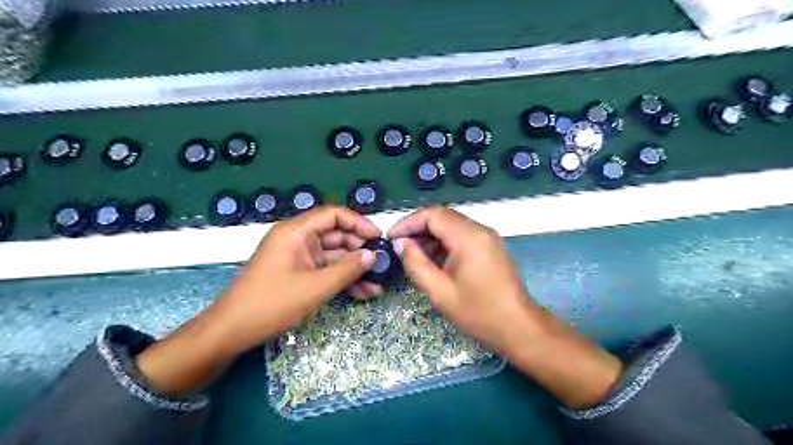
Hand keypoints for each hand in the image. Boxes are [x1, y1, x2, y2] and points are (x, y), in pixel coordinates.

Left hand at [206, 205, 379, 354]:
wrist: (232, 331)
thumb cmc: (272, 303)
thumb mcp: (315, 287)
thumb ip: (347, 269)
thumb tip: (373, 255)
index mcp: (296, 231)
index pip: (333, 214)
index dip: (358, 223)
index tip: (378, 237)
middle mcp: (298, 239)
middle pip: (336, 235)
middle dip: (360, 250)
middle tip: (382, 264)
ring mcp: (299, 257)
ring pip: (333, 256)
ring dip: (354, 269)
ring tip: (377, 284)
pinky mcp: (299, 273)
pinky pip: (325, 270)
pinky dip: (342, 279)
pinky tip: (363, 292)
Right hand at [387, 207, 621, 407]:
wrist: (519, 328)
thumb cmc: (478, 312)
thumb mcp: (440, 291)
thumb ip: (416, 263)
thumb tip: (400, 244)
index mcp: (468, 237)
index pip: (433, 214)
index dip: (408, 222)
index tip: (391, 237)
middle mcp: (480, 229)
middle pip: (442, 216)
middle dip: (418, 229)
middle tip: (400, 248)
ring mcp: (487, 237)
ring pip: (452, 225)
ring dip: (431, 237)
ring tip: (414, 257)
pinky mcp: (490, 246)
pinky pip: (462, 236)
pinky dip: (444, 243)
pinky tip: (434, 261)